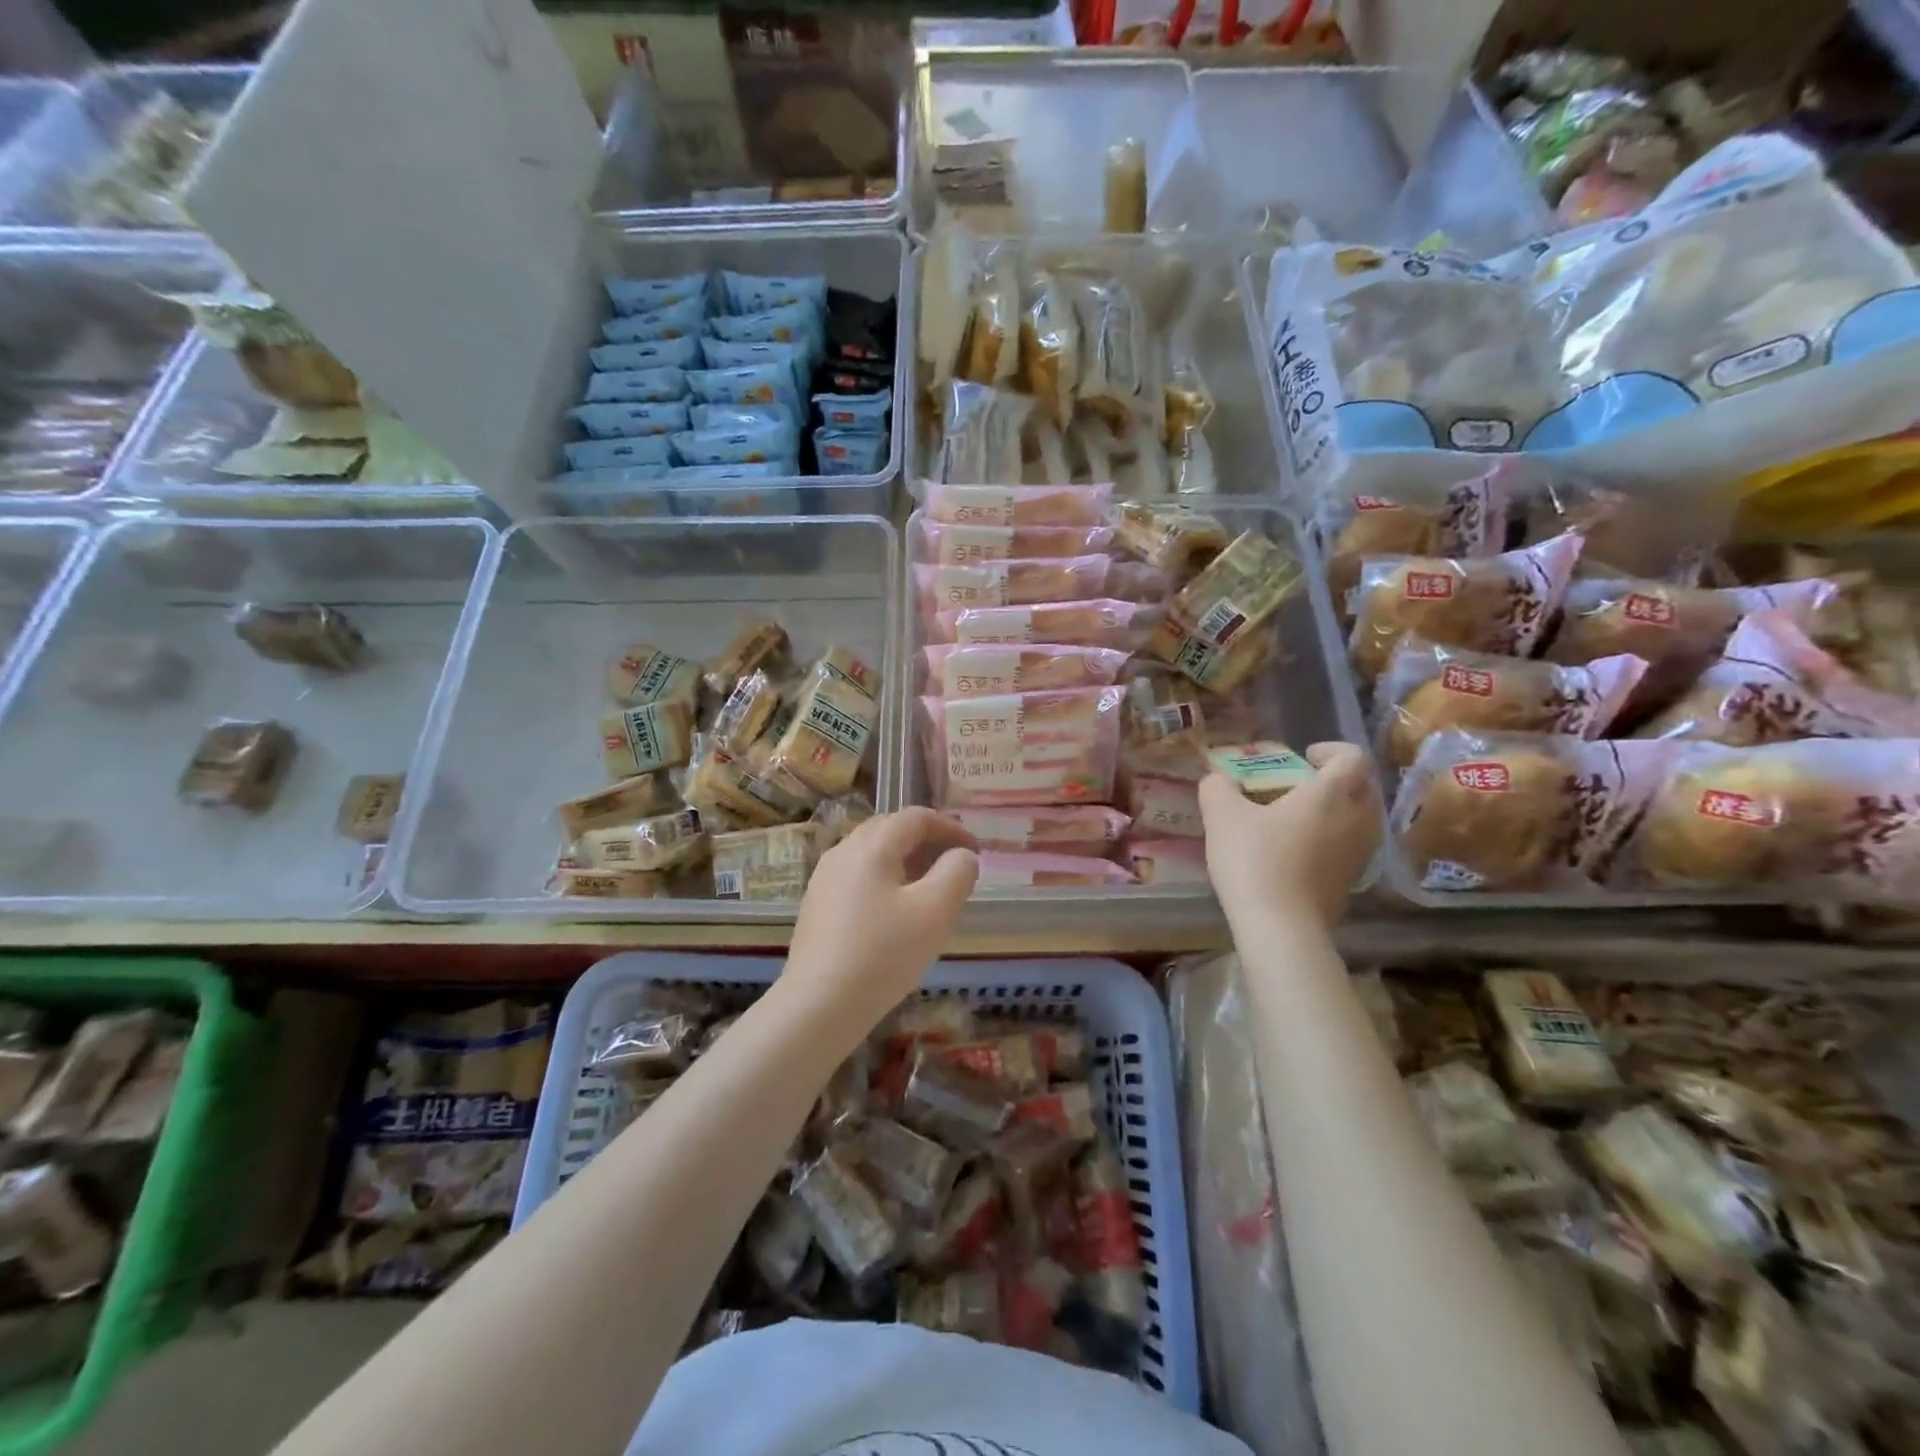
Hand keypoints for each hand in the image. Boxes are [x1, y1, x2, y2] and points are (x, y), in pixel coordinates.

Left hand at [785, 808, 978, 1026]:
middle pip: (890, 830)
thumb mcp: (935, 911)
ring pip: (872, 855)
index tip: (975, 850)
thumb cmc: (883, 953)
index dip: (951, 827)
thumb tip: (962, 855)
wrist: (819, 1005)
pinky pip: (858, 878)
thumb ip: (956, 873)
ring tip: (929, 891)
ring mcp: (824, 879)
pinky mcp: (817, 907)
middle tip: (954, 866)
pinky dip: (885, 881)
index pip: (916, 817)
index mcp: (872, 845)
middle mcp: (843, 851)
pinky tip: (895, 915)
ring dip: (906, 862)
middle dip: (927, 841)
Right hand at [1198, 741, 1380, 930]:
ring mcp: (1359, 853)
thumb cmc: (1255, 861)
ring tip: (1299, 819)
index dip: (1331, 750)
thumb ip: (1218, 788)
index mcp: (1330, 794)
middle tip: (1301, 785)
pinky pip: (1351, 847)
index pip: (1352, 757)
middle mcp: (1355, 819)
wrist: (1282, 928)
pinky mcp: (1352, 881)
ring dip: (1338, 810)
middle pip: (1363, 787)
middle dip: (1337, 780)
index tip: (1304, 758)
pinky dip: (1333, 839)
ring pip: (1361, 819)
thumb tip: (1217, 779)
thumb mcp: (1222, 817)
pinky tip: (1299, 852)